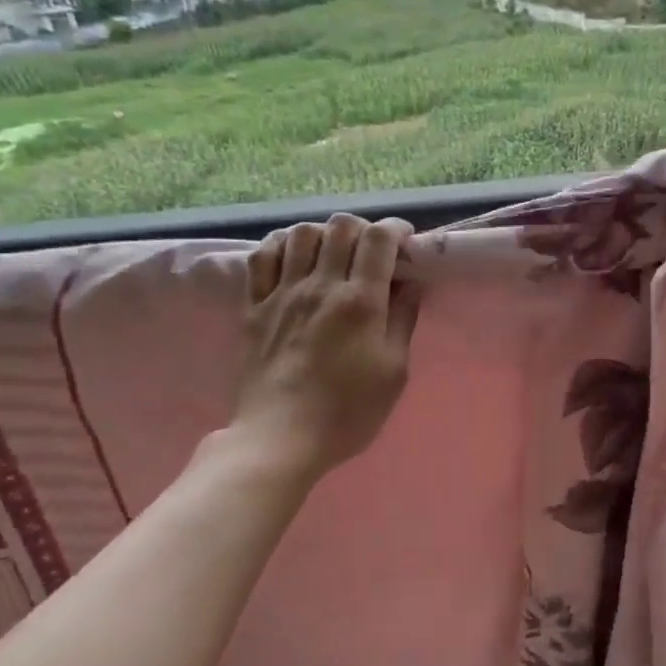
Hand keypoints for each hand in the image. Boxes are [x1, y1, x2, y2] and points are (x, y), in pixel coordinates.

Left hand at [230, 215, 421, 477]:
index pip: (379, 239)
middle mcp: (320, 286)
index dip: (396, 230)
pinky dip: (281, 245)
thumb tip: (411, 282)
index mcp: (360, 302)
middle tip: (372, 252)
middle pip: (340, 226)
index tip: (406, 242)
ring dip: (324, 234)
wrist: (280, 439)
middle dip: (363, 229)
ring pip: (301, 233)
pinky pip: (262, 256)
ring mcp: (282, 293)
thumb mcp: (394, 371)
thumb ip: (403, 320)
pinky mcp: (254, 306)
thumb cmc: (348, 412)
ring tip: (333, 254)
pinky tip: (293, 258)